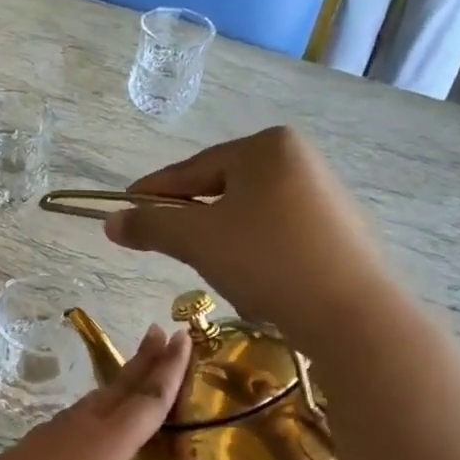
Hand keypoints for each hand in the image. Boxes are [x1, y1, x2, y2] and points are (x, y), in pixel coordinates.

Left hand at [0, 327, 227, 459]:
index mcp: (101, 443)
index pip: (145, 400)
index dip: (170, 371)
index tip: (186, 336)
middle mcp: (78, 430)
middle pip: (120, 388)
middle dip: (146, 362)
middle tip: (165, 331)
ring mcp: (50, 437)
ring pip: (97, 398)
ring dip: (122, 378)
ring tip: (137, 364)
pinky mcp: (33, 450)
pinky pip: (79, 413)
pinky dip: (100, 401)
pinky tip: (91, 414)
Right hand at [102, 127, 386, 336]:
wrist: (349, 312)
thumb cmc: (266, 261)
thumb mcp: (197, 241)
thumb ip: (150, 226)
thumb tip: (110, 221)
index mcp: (265, 147)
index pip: (192, 169)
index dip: (153, 192)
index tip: (124, 208)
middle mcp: (299, 159)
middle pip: (222, 188)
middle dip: (190, 216)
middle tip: (163, 242)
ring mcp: (324, 193)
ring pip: (249, 212)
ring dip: (220, 236)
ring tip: (207, 265)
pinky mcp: (337, 229)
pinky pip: (277, 232)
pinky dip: (253, 250)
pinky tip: (250, 277)